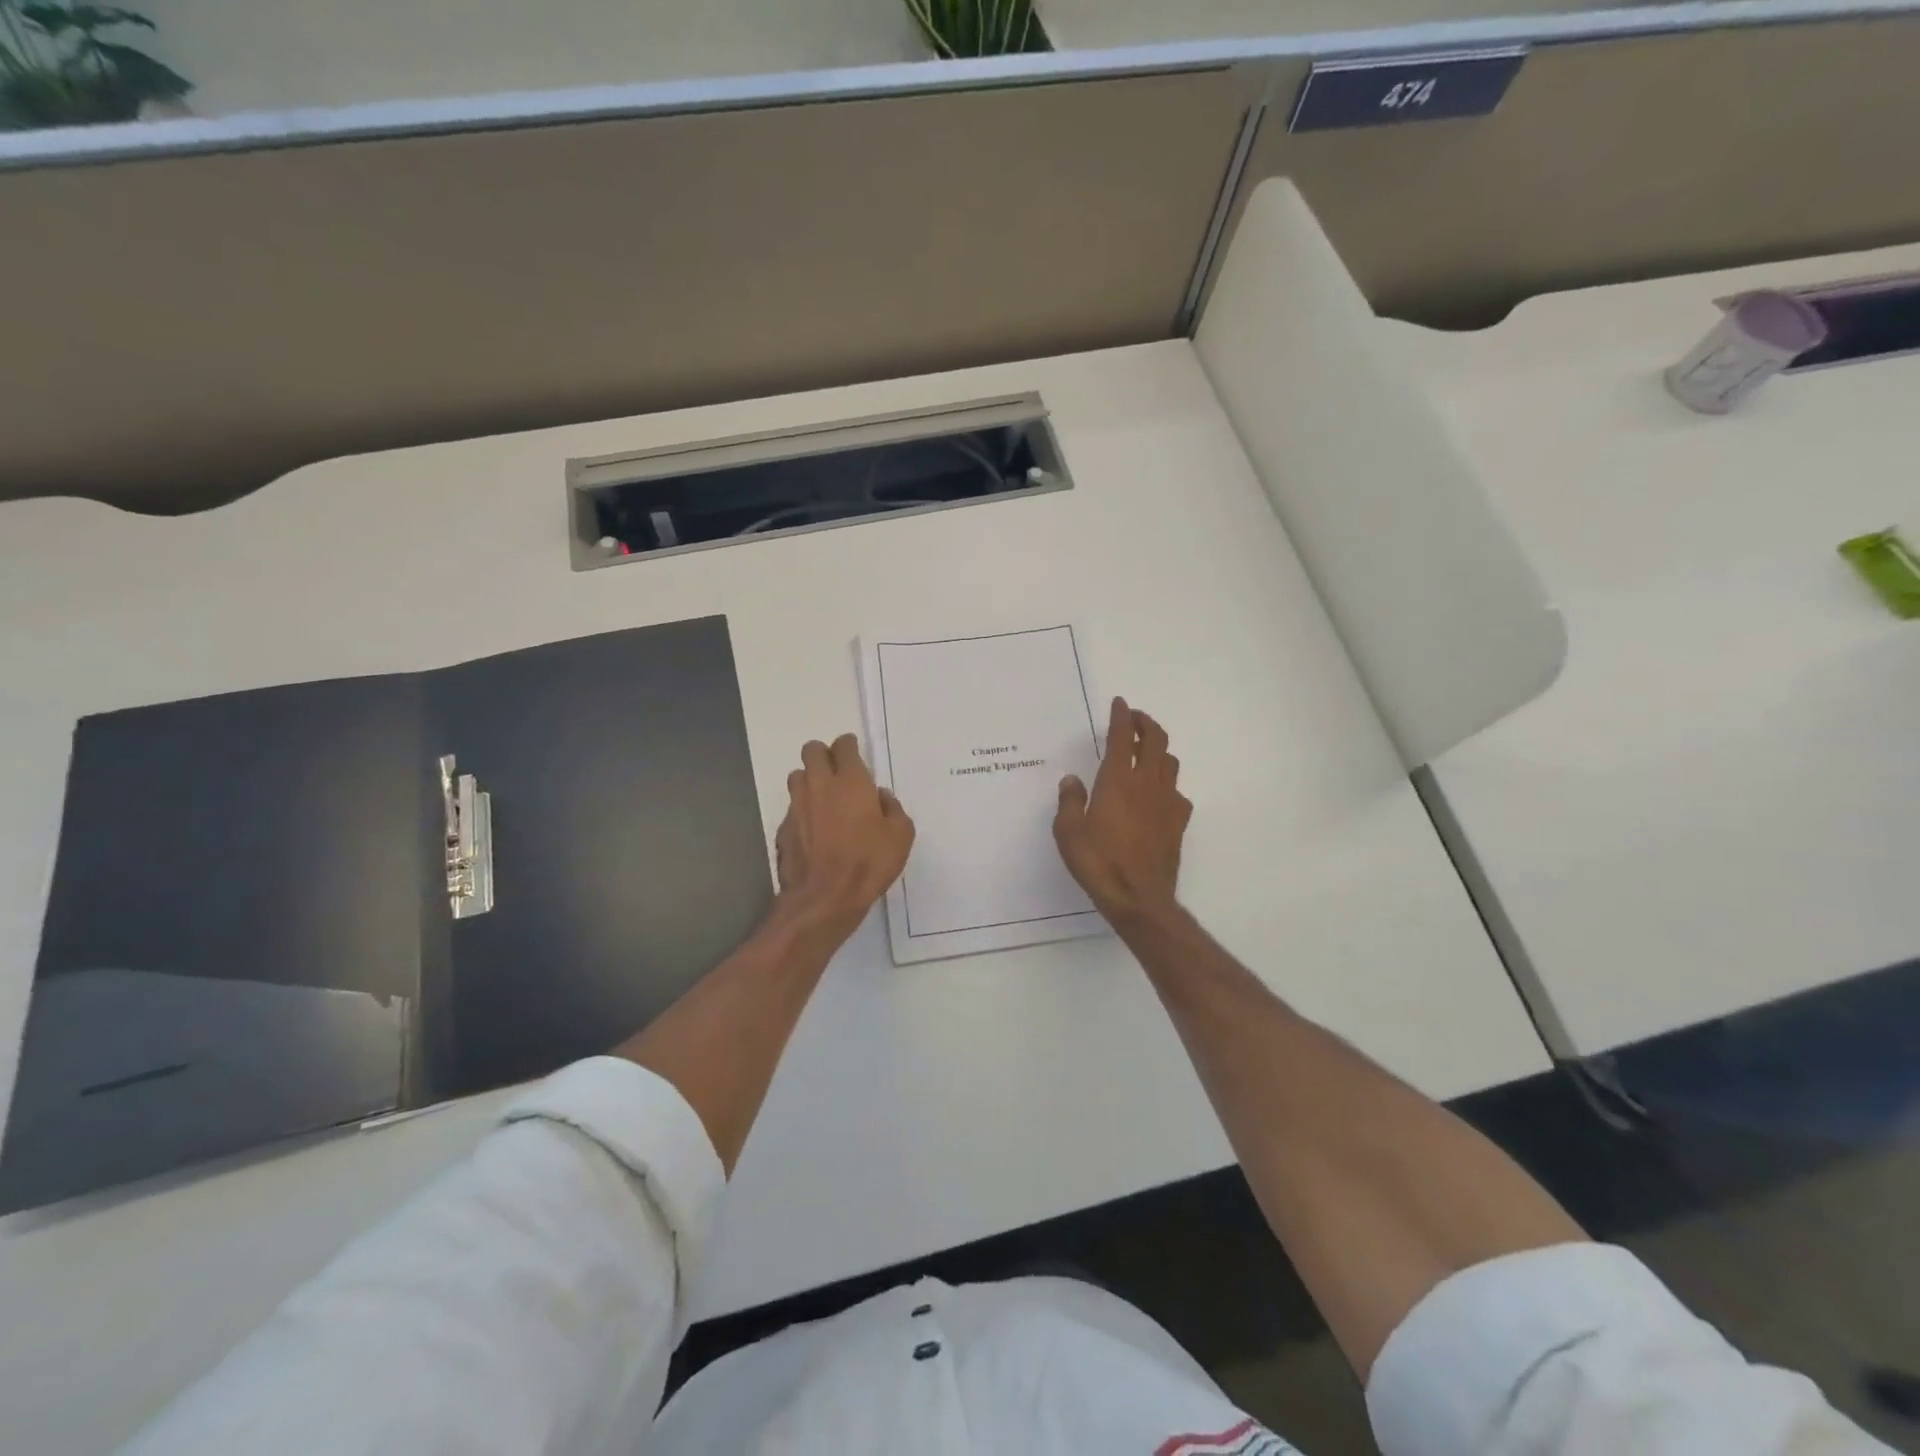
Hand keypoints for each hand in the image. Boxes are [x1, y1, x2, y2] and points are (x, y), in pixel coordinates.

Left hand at [774, 733, 914, 934]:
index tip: (855, 755)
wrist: (824, 897)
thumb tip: (880, 798)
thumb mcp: (901, 835)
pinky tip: (814, 829)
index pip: (843, 745)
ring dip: (809, 780)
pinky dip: (803, 811)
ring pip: (797, 776)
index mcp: (850, 780)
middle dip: (824, 755)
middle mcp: (819, 785)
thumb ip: (892, 808)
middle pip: (812, 751)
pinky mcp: (784, 828)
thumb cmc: (869, 862)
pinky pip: (793, 807)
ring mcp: (797, 806)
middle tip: (838, 772)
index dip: (849, 746)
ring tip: (824, 798)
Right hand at [1054, 697, 1190, 924]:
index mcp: (1117, 780)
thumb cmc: (1098, 862)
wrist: (1139, 897)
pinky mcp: (1178, 822)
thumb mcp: (1068, 832)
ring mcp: (1167, 802)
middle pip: (1155, 740)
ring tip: (1145, 754)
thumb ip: (1070, 802)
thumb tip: (1072, 781)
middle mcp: (1146, 783)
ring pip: (1169, 763)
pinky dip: (1167, 785)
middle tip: (1135, 720)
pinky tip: (1158, 795)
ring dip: (1158, 751)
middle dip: (1146, 724)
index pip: (1122, 736)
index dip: (1121, 716)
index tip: (1120, 703)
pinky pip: (1177, 792)